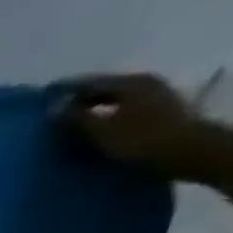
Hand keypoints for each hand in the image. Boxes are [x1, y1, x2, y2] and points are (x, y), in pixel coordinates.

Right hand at [59, 72, 212, 178]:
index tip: (46, 94)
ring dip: (95, 106)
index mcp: (131, 83)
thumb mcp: (101, 130)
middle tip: (57, 109)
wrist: (186, 150)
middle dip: (81, 97)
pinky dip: (107, 112)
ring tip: (74, 118)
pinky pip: (125, 106)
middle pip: (106, 87)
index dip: (68, 88)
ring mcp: (156, 94)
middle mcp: (145, 82)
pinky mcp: (159, 109)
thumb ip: (76, 118)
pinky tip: (97, 123)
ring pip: (116, 97)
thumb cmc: (140, 139)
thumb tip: (54, 109)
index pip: (92, 82)